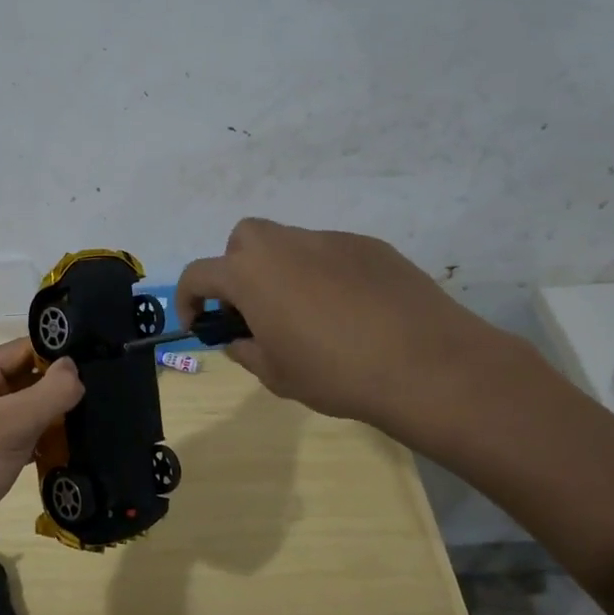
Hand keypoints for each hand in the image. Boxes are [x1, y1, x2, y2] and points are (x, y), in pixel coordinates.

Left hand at [0, 338, 82, 558]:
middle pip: (27, 377)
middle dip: (60, 386)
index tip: (97, 363)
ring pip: (28, 407)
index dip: (58, 355)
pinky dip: (45, 438)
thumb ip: (50, 392)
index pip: (23, 349)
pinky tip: (74, 445)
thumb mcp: (13, 424)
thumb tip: (76, 368)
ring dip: (56, 414)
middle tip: (103, 392)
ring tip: (96, 416)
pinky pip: (24, 434)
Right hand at [176, 218, 524, 449]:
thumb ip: (247, 351)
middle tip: (254, 308)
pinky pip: (331, 254)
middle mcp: (285, 245)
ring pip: (290, 244)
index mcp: (250, 274)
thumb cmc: (335, 373)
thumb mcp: (276, 375)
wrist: (424, 364)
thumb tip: (240, 338)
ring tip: (308, 314)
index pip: (199, 274)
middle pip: (243, 239)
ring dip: (283, 271)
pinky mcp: (369, 246)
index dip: (188, 299)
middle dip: (236, 268)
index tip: (199, 324)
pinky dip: (326, 274)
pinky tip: (351, 311)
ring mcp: (330, 240)